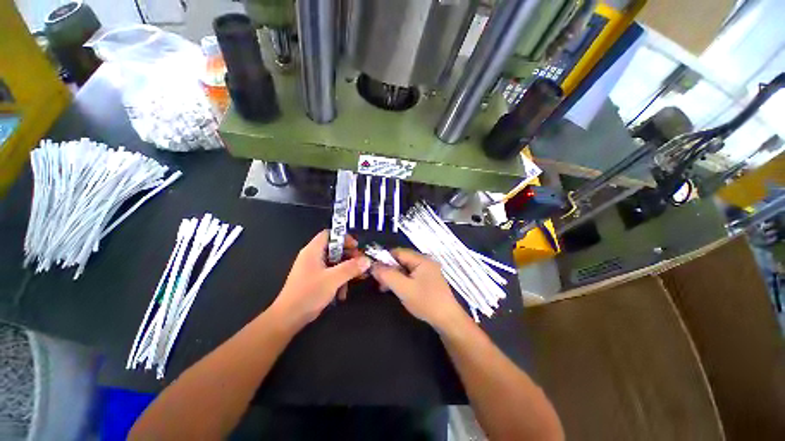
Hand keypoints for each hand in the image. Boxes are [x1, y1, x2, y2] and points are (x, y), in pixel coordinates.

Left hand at [270, 231, 370, 328]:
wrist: (288, 318)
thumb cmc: (309, 294)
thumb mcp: (333, 279)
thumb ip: (351, 268)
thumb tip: (367, 260)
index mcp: (313, 250)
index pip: (329, 234)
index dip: (344, 238)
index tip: (356, 247)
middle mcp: (312, 257)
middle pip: (334, 249)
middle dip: (349, 256)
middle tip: (360, 263)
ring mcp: (312, 269)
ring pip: (334, 262)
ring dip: (345, 270)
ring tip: (355, 280)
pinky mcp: (313, 280)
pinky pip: (330, 273)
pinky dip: (338, 279)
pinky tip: (342, 293)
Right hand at [371, 249, 467, 329]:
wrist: (447, 320)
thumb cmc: (426, 302)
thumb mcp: (403, 288)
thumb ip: (387, 275)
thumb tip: (373, 265)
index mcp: (421, 259)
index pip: (398, 252)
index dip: (384, 259)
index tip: (374, 269)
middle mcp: (425, 262)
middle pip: (402, 260)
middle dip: (389, 269)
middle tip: (378, 282)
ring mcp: (428, 271)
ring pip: (405, 269)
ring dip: (394, 276)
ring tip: (384, 288)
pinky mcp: (428, 280)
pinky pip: (411, 276)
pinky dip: (402, 281)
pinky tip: (396, 290)